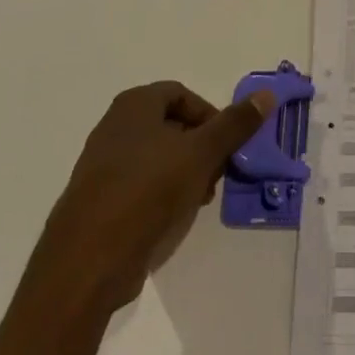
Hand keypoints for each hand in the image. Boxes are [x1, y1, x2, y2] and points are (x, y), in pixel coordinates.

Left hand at [28, 81, 275, 314]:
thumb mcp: (201, 154)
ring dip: (184, 173)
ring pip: (156, 157)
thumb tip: (267, 94)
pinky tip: (172, 219)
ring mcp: (102, 164)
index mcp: (135, 105)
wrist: (87, 260)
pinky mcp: (98, 199)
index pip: (182, 95)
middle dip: (200, 148)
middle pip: (170, 125)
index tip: (227, 146)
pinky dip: (161, 194)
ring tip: (198, 201)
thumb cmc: (147, 192)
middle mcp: (115, 126)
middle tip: (217, 176)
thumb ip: (234, 124)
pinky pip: (139, 185)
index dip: (210, 116)